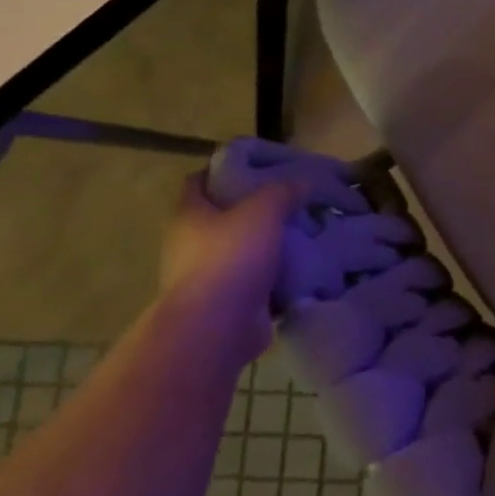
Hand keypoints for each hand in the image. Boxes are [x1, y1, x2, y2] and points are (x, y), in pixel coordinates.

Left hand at [157, 176, 298, 365]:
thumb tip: (302, 181)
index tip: (259, 166)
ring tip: (305, 231)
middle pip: (224, 215)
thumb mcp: (263, 210)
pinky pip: (256, 281)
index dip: (226, 168)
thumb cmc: (230, 257)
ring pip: (243, 249)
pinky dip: (277, 275)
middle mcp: (190, 244)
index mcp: (189, 215)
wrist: (216, 329)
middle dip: (256, 207)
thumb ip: (283, 190)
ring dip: (269, 243)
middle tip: (292, 198)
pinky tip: (304, 265)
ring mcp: (207, 276)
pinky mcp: (228, 303)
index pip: (200, 180)